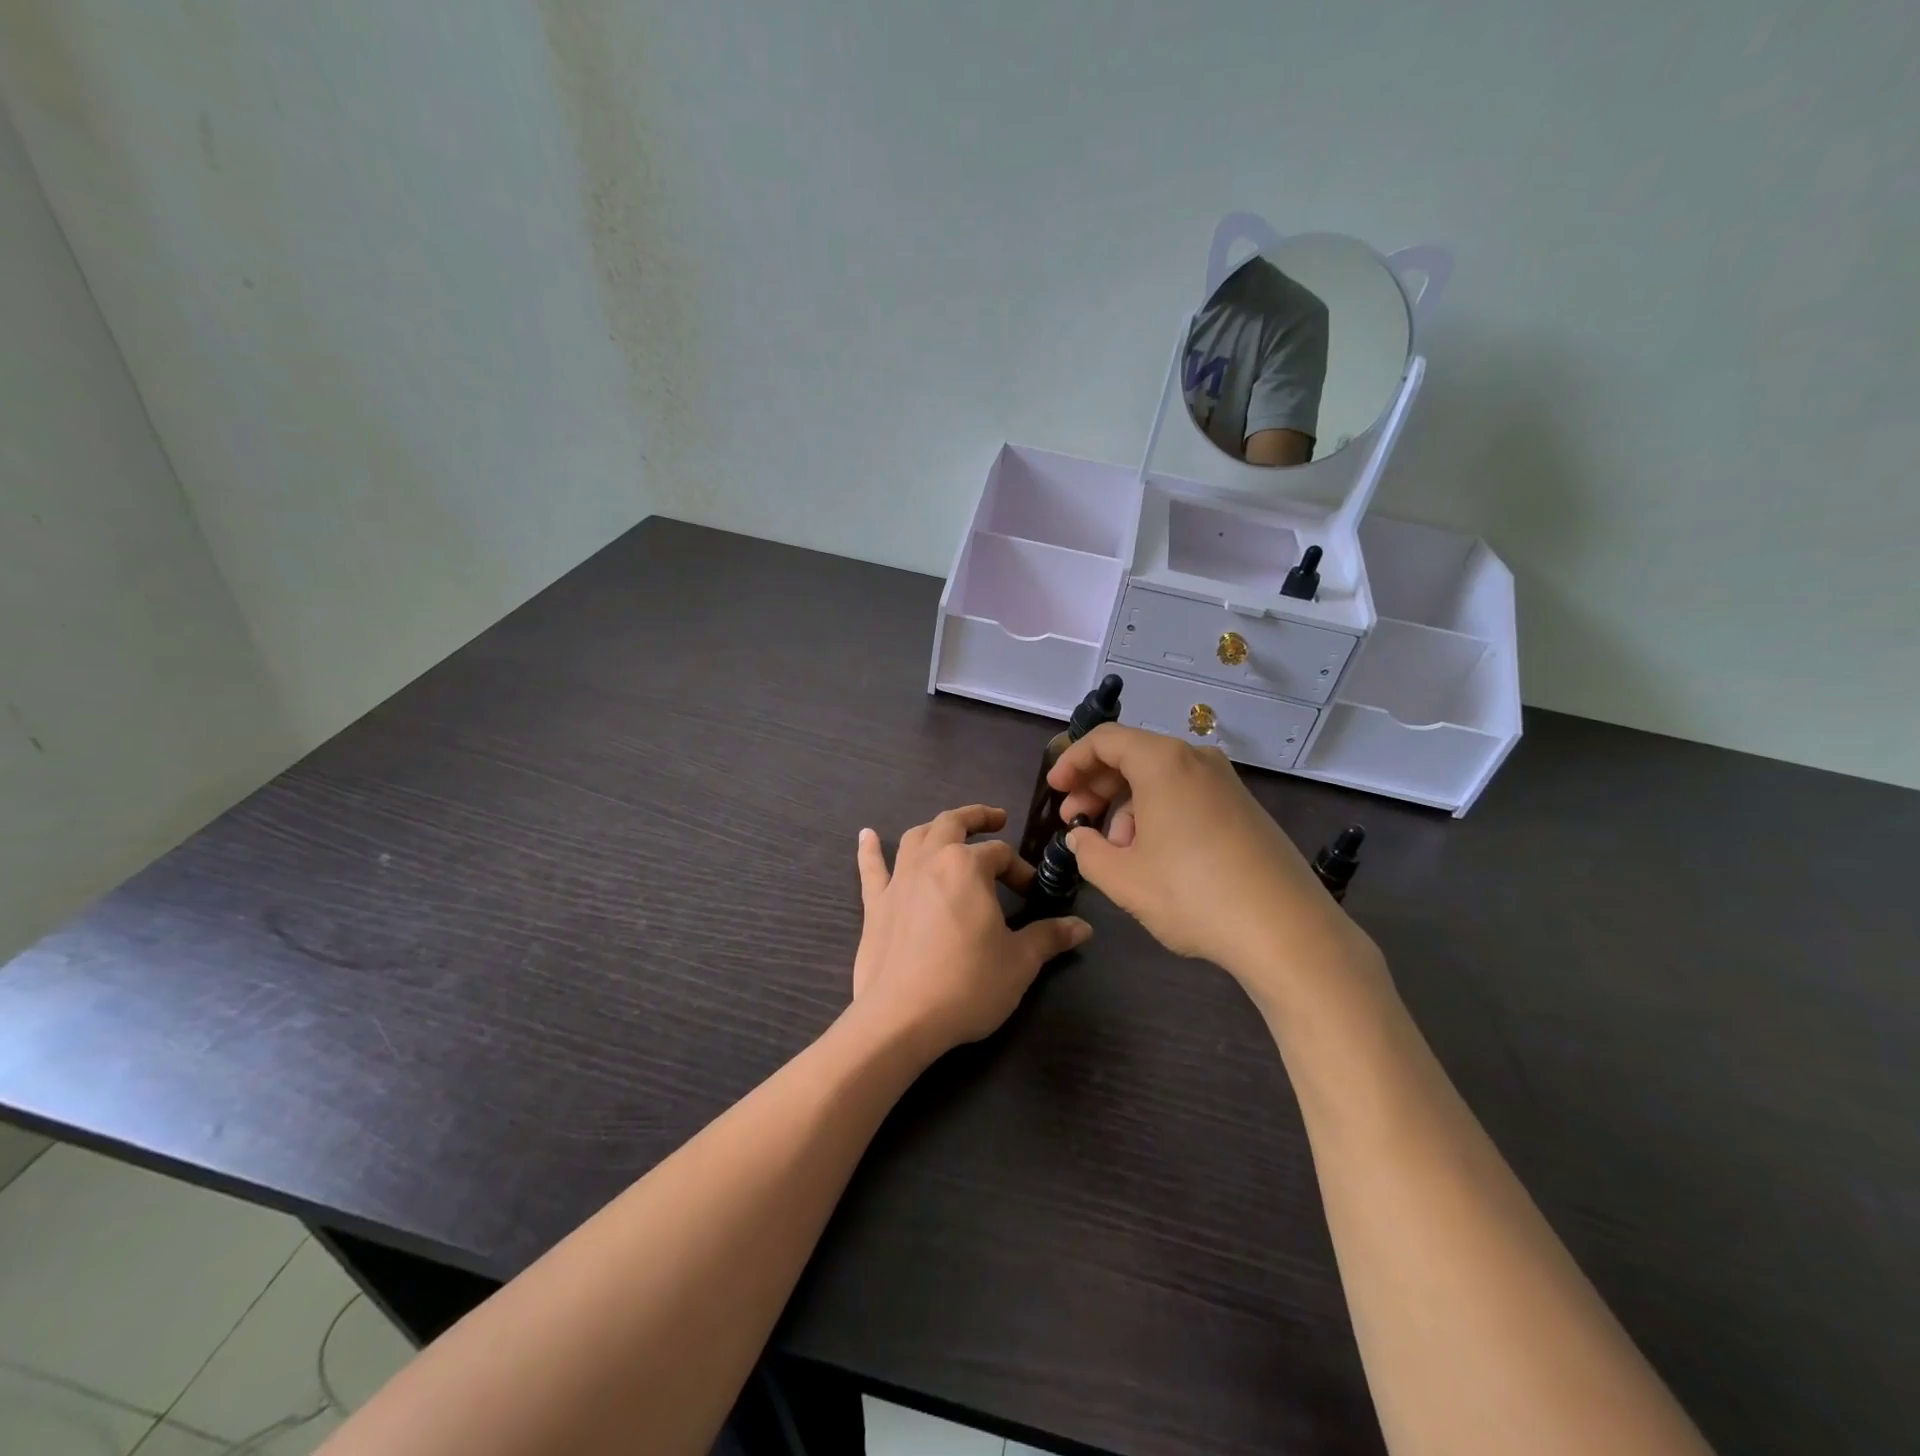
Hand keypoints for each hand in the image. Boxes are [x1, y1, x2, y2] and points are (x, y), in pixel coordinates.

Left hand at [851, 805, 1090, 1057]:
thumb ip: (1049, 937)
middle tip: (996, 819)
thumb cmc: (968, 983)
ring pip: (915, 838)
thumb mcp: (1020, 961)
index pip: (1001, 855)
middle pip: (953, 824)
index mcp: (967, 866)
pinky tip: (866, 835)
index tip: (1032, 892)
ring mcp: (898, 880)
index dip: (1020, 869)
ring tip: (949, 830)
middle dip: (977, 818)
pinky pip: (871, 869)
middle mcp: (930, 860)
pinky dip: (869, 849)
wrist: (902, 1018)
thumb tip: (1083, 928)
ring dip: (935, 828)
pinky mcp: (875, 905)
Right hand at [1049, 725, 1379, 1003]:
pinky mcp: (1244, 809)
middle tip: (1075, 819)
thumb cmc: (1193, 895)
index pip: (1104, 740)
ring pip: (1160, 779)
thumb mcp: (1123, 878)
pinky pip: (1187, 796)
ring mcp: (1226, 783)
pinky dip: (1159, 814)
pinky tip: (1153, 857)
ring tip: (1115, 851)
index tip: (1055, 790)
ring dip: (1127, 806)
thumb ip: (1088, 850)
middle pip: (1133, 756)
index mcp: (1163, 762)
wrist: (1287, 931)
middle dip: (1097, 785)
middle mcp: (1197, 760)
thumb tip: (1082, 836)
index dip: (1072, 761)